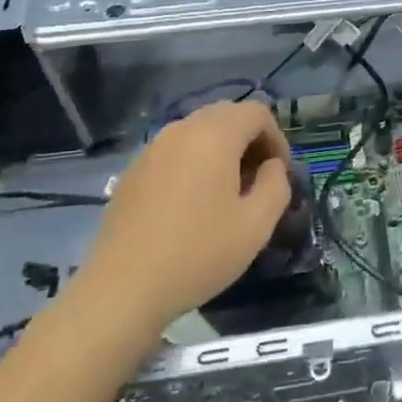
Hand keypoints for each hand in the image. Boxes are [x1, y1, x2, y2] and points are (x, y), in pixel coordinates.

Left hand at [77, 100, 292, 329]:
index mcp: (214, 136)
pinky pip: (174, 151)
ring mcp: (152, 149)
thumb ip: (276, 185)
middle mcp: (180, 131)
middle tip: (257, 179)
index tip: (279, 173)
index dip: (276, 137)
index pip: (256, 112)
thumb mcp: (256, 225)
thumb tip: (272, 167)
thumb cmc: (198, 254)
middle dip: (250, 140)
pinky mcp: (132, 171)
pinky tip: (192, 204)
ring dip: (221, 150)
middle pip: (226, 115)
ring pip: (198, 131)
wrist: (123, 288)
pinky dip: (194, 162)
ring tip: (227, 192)